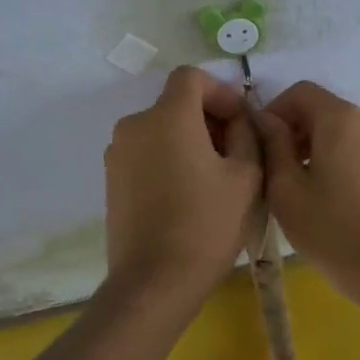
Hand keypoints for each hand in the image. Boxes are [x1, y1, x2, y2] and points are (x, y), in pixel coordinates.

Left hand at [104, 67, 261, 300]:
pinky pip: (146, 153)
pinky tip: (188, 193)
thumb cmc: (207, 225)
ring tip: (214, 177)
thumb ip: (246, 134)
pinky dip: (169, 158)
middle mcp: (135, 125)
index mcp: (168, 116)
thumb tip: (238, 120)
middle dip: (208, 118)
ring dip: (189, 139)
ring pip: (161, 129)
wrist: (155, 281)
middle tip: (236, 151)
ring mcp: (118, 153)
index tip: (241, 121)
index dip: (221, 91)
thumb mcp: (246, 176)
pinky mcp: (112, 180)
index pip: (191, 77)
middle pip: (175, 103)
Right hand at [251, 82, 359, 295]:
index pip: (299, 92)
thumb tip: (265, 120)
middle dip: (291, 129)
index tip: (259, 144)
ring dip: (310, 144)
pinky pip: (353, 145)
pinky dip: (331, 155)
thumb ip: (272, 144)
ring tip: (293, 184)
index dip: (273, 111)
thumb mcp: (286, 187)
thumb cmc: (330, 228)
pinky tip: (321, 192)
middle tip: (271, 168)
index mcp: (340, 117)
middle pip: (319, 108)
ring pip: (336, 128)